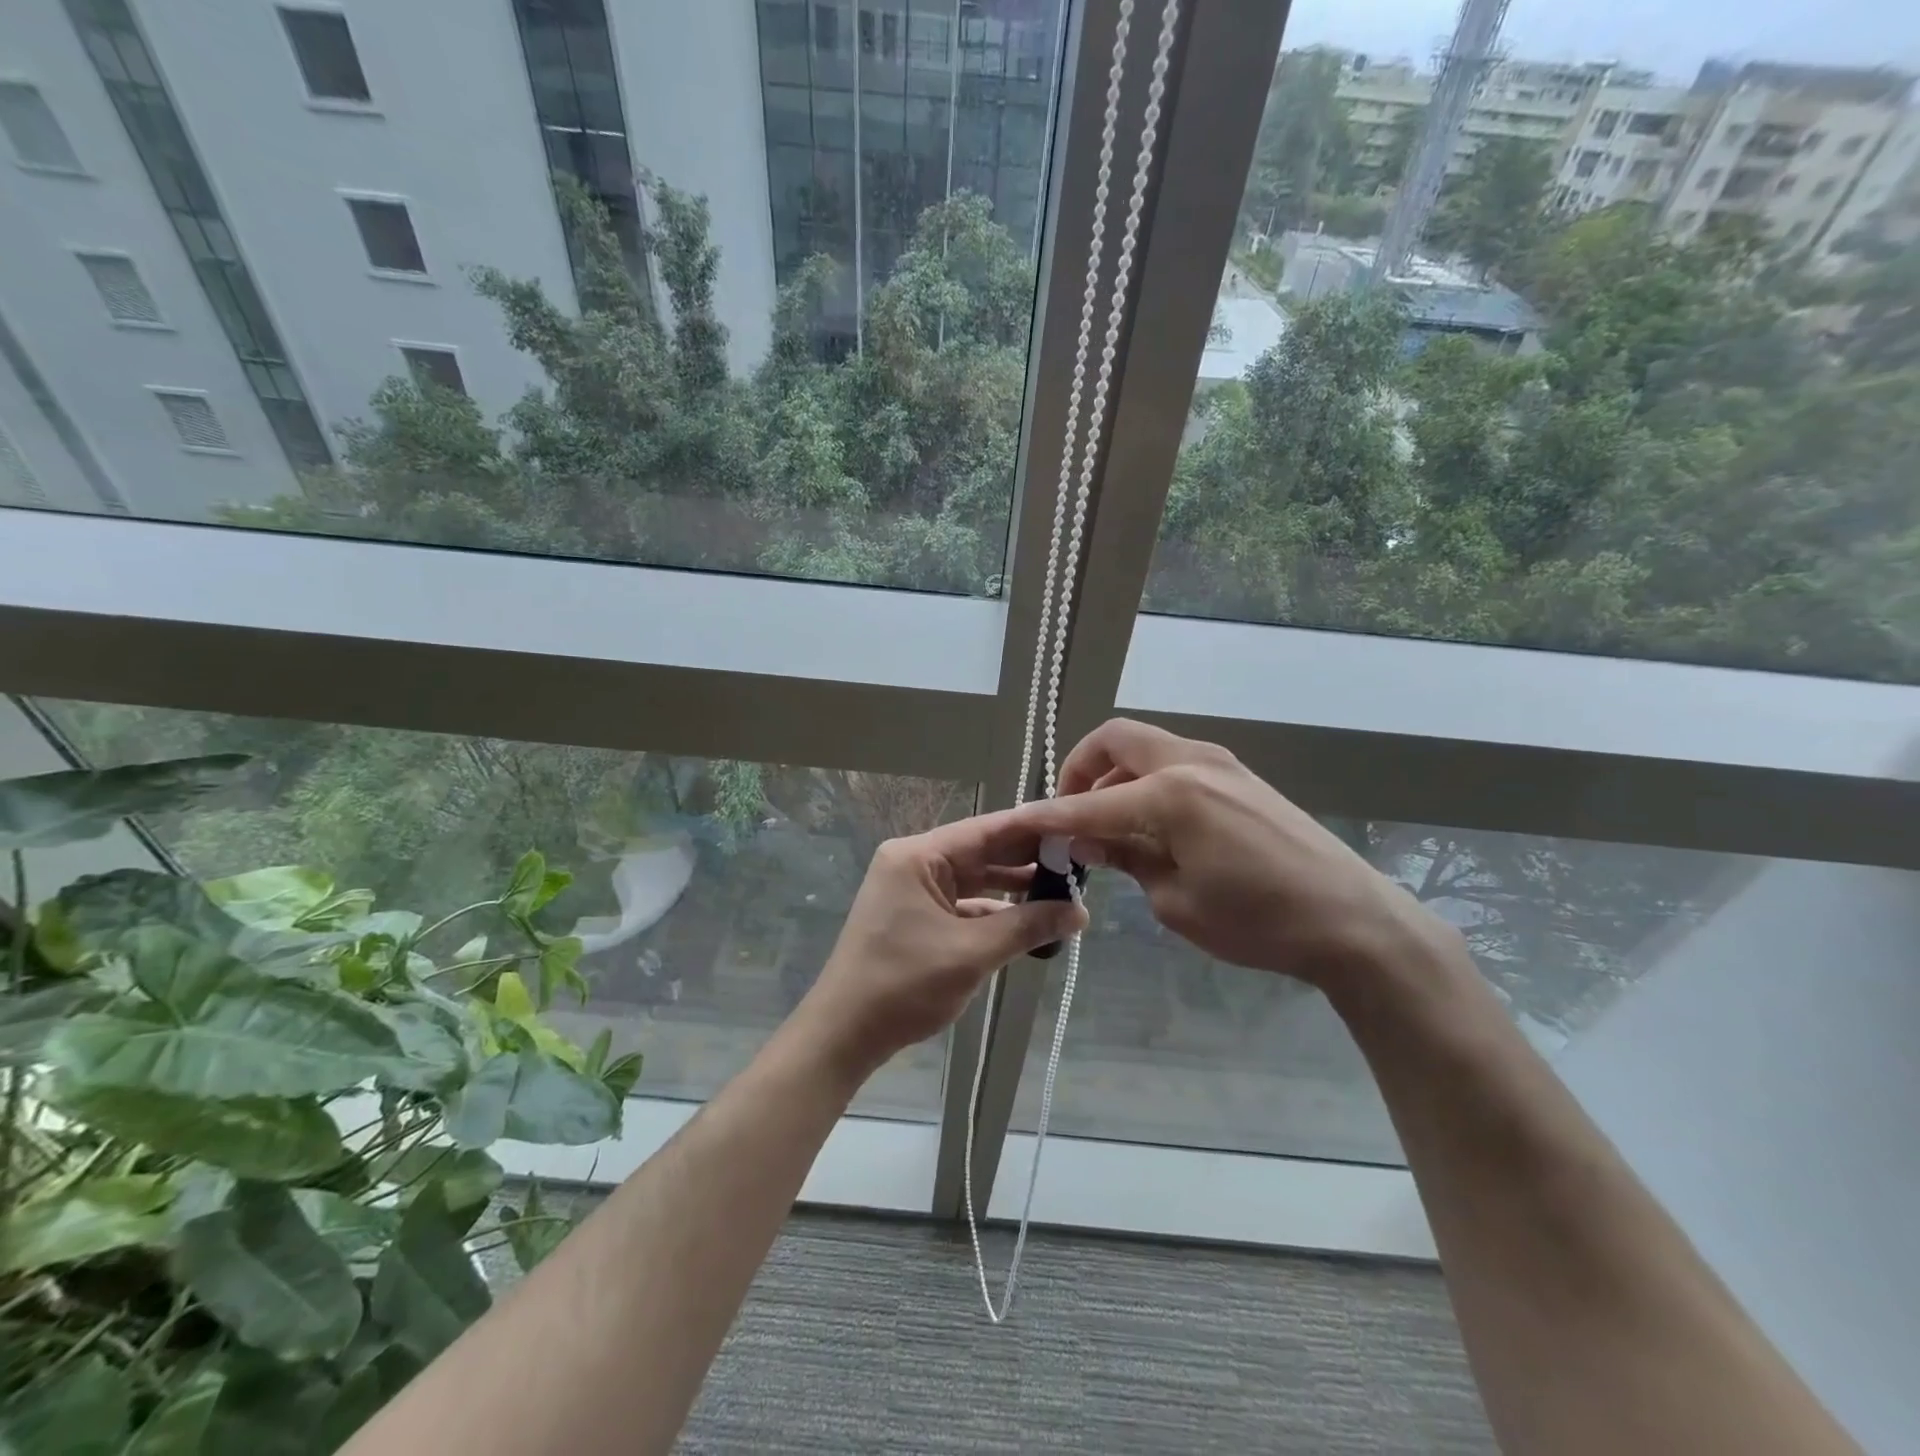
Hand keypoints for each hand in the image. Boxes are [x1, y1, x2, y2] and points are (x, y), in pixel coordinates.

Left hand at [799, 812, 1087, 1076]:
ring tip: (1064, 892)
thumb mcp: (972, 953)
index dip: (1032, 829)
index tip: (1075, 827)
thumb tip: (1080, 912)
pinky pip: (961, 904)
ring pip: (973, 880)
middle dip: (1027, 861)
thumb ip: (1027, 926)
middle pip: (980, 853)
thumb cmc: (903, 985)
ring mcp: (911, 891)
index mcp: (917, 856)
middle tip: (1080, 862)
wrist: (844, 1035)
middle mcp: (913, 864)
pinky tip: (1028, 921)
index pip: (985, 830)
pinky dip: (992, 913)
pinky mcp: (914, 917)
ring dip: (1013, 889)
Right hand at [1009, 720, 1458, 992]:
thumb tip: (1085, 839)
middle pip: (1116, 740)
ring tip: (1109, 825)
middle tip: (1069, 810)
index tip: (1017, 823)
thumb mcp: (1176, 901)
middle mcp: (1192, 762)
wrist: (1352, 919)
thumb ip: (1125, 859)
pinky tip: (1152, 825)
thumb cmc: (1258, 920)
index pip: (1090, 802)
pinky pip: (1176, 763)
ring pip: (1147, 747)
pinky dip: (1148, 782)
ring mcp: (1220, 763)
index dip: (1049, 814)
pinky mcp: (1239, 777)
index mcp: (1172, 794)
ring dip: (1116, 776)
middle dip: (1081, 768)